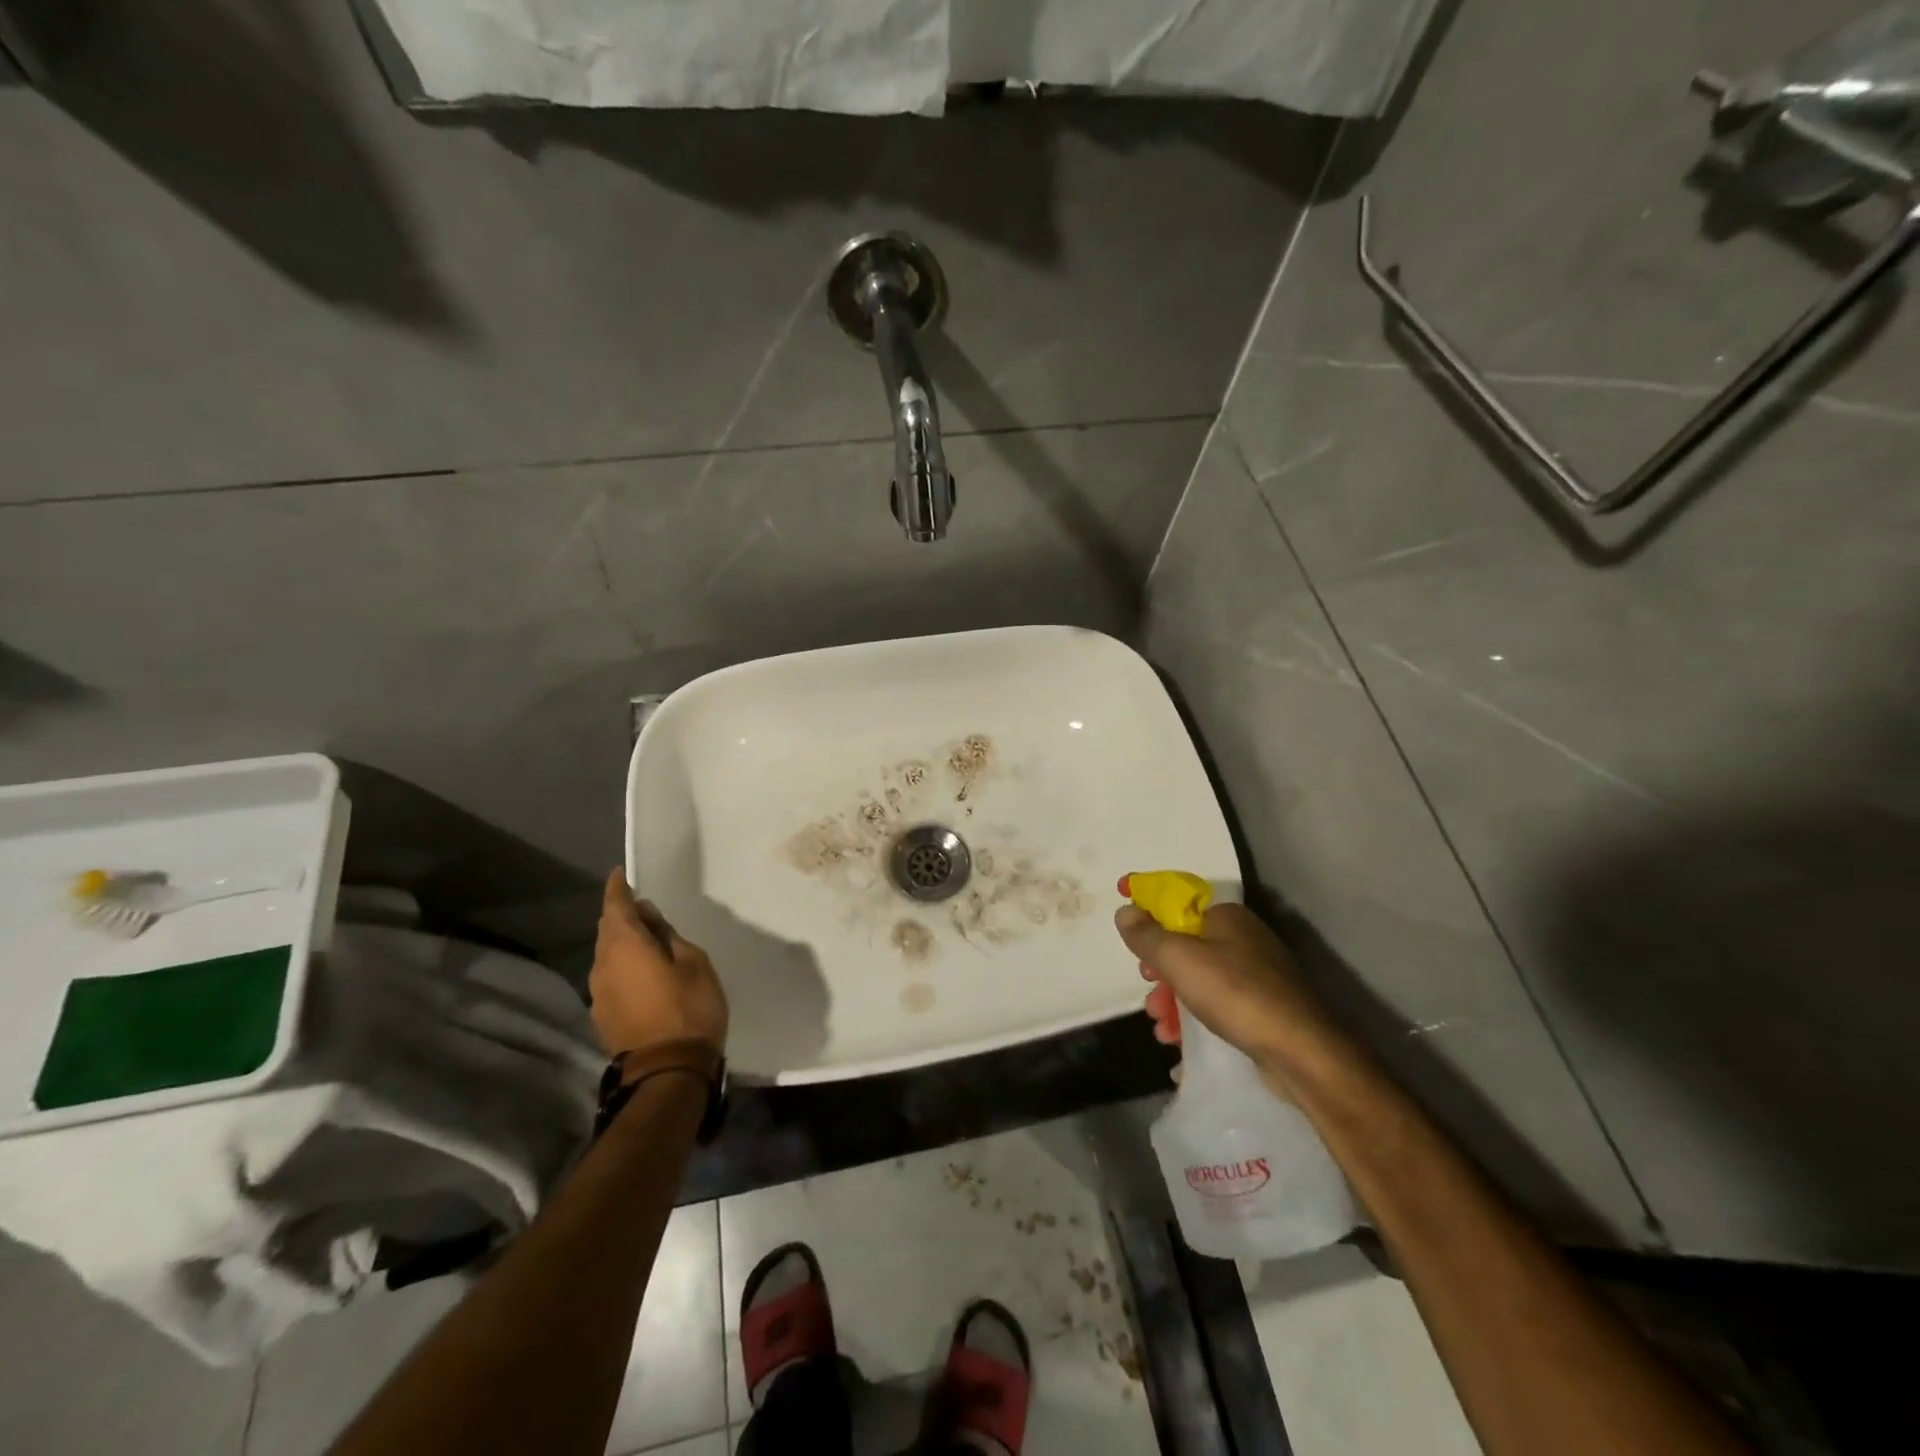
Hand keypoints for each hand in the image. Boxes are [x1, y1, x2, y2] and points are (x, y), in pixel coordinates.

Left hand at [591, 870, 728, 1058]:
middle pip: (607, 931)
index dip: (617, 889)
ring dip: (623, 944)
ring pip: (607, 956)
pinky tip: (643, 974)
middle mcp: (602, 965)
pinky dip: (624, 968)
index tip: (620, 875)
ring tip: (648, 943)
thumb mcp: (693, 962)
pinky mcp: (603, 1017)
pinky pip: (611, 979)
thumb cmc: (688, 1008)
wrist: (667, 1072)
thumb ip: (667, 936)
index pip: (614, 907)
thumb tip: (648, 918)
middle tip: (646, 911)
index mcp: (624, 946)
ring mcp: (598, 994)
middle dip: (622, 917)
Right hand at [1115, 879, 1344, 1087]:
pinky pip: (1216, 1004)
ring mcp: (1256, 974)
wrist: (1303, 1052)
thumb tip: (1124, 911)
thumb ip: (1146, 935)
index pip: (1177, 897)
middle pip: (1185, 943)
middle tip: (1147, 986)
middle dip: (1159, 967)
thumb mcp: (1179, 959)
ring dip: (1172, 999)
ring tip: (1160, 1027)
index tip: (1120, 903)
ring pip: (1198, 977)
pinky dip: (1194, 1018)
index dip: (1146, 899)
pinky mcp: (1263, 1007)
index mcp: (1225, 916)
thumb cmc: (1235, 993)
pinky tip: (1179, 1044)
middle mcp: (1243, 938)